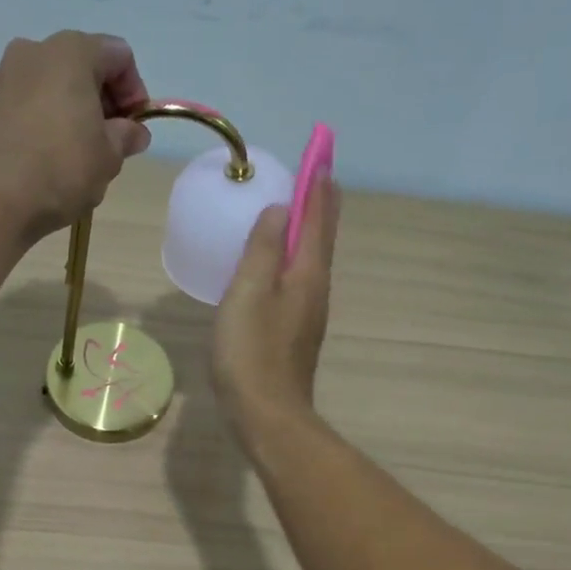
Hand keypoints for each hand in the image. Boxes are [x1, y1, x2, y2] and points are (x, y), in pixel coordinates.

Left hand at [0, 31, 152, 241]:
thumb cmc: (60, 171)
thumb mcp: (108, 158)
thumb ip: (125, 137)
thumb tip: (133, 132)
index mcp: (70, 52)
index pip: (118, 55)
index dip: (134, 90)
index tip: (134, 127)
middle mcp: (29, 51)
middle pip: (76, 64)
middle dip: (96, 98)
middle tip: (104, 139)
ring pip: (41, 84)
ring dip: (60, 107)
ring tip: (65, 149)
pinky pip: (12, 105)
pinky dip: (28, 120)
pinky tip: (32, 156)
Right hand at [211, 175, 340, 430]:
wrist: (267, 415)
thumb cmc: (252, 352)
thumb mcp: (249, 293)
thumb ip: (263, 249)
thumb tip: (281, 210)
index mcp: (306, 274)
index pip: (317, 218)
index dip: (317, 185)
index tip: (320, 154)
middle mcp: (315, 289)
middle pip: (322, 237)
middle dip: (321, 204)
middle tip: (318, 174)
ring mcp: (308, 313)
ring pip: (312, 259)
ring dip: (309, 229)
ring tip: (299, 209)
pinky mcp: (295, 332)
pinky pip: (298, 279)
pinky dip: (294, 257)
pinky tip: (277, 264)